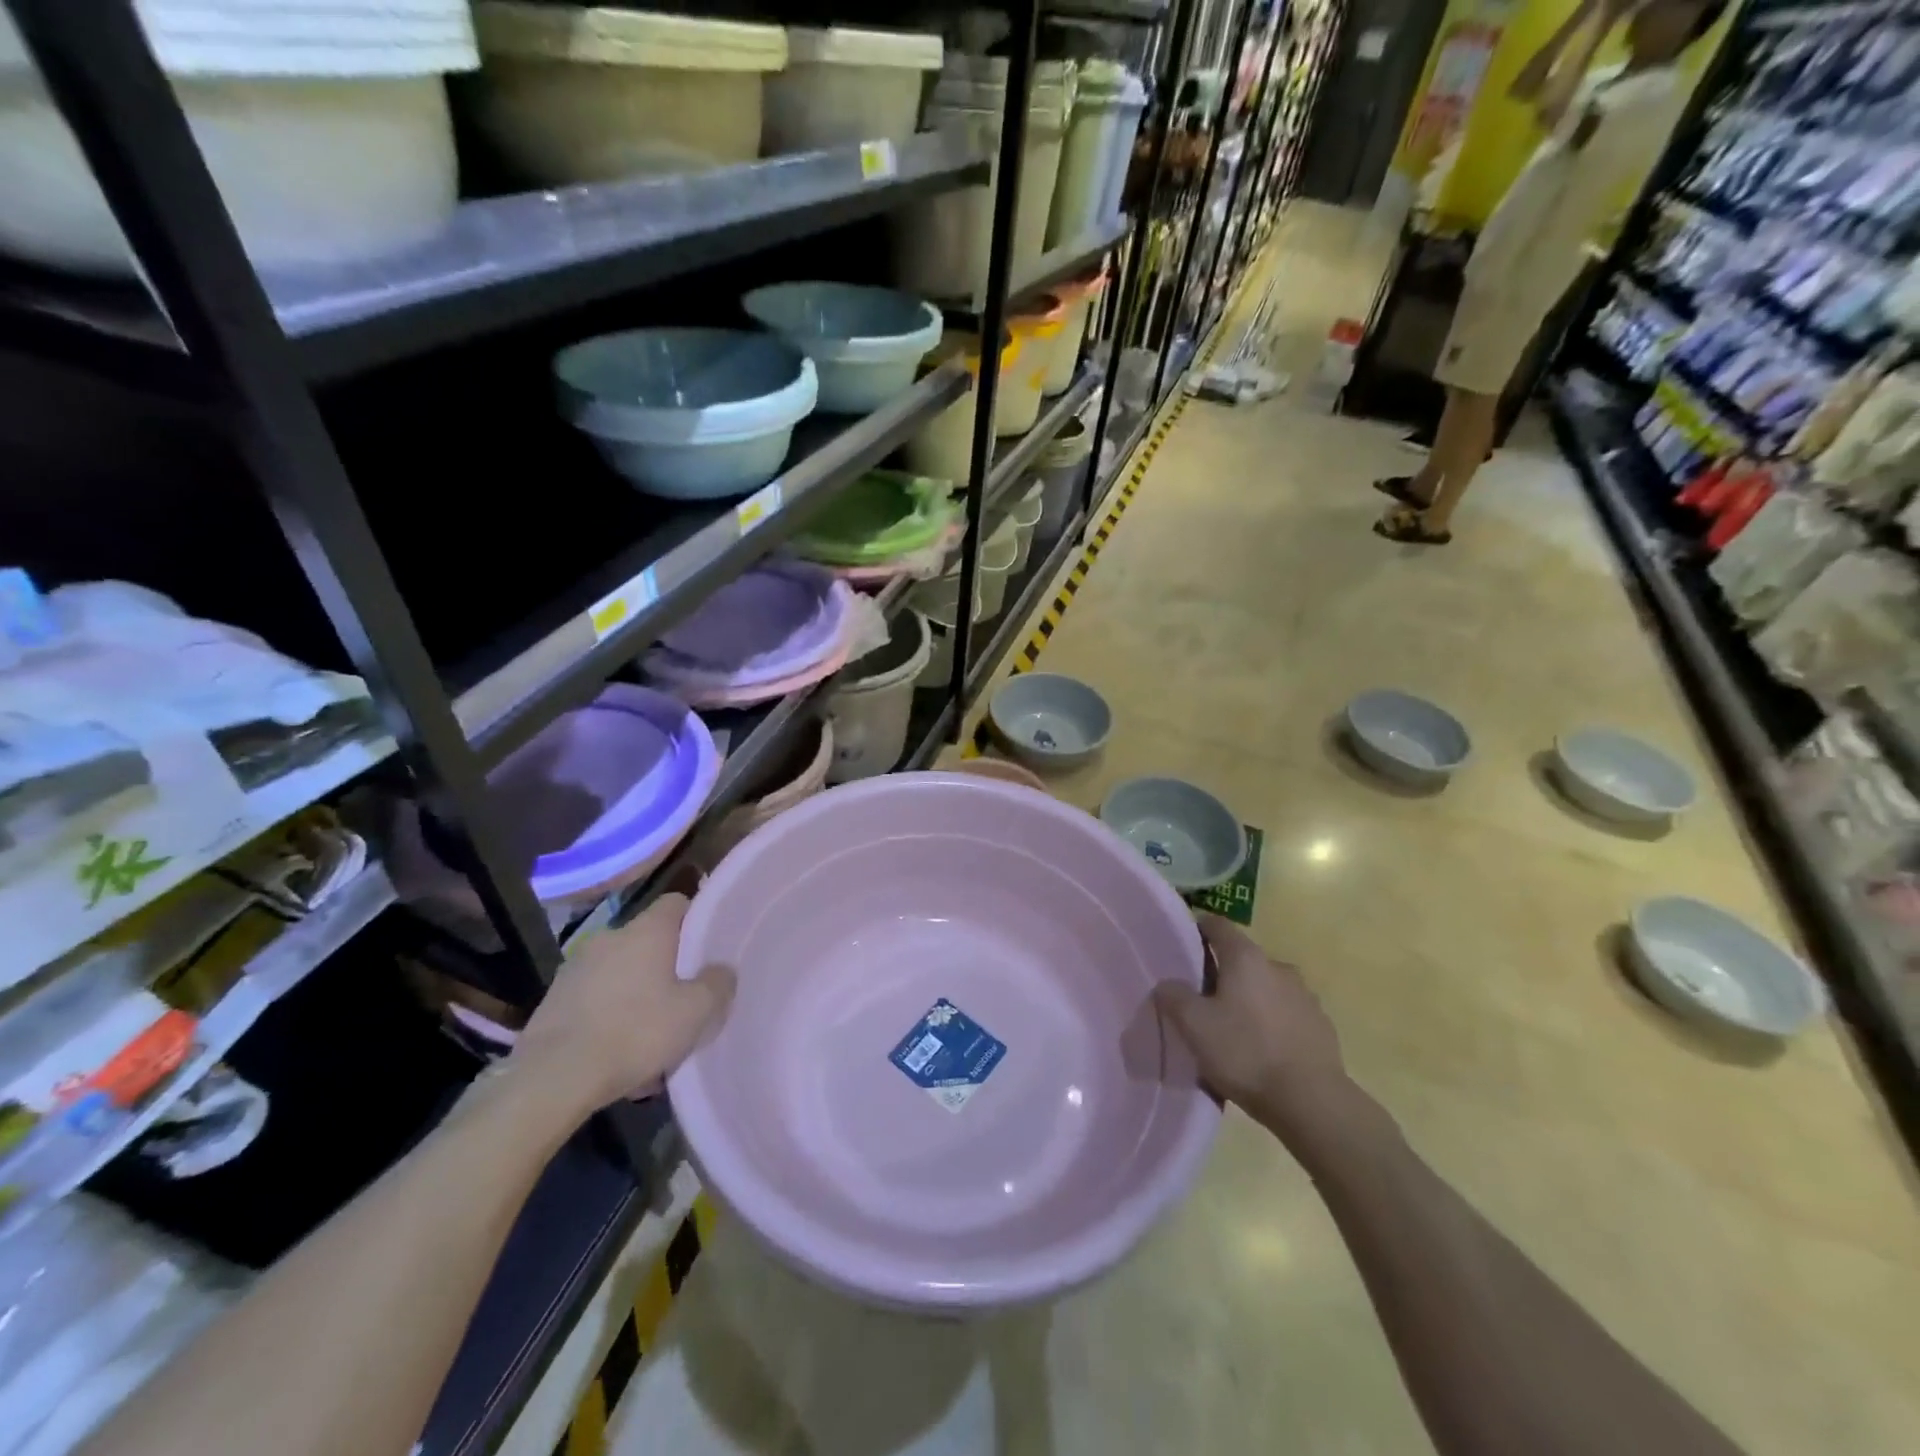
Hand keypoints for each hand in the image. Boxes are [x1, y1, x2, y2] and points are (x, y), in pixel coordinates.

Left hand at [510, 894, 733, 1112]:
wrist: (553, 1078)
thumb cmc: (635, 1032)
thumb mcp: (696, 1012)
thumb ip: (717, 983)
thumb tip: (721, 969)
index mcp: (646, 930)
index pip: (677, 903)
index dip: (695, 920)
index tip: (707, 948)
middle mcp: (610, 937)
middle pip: (648, 941)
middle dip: (666, 966)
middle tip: (684, 999)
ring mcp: (576, 968)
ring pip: (621, 973)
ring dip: (637, 994)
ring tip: (651, 1036)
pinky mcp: (553, 1001)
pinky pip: (595, 1000)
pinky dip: (610, 1017)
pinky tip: (619, 1054)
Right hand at [1152, 916, 1350, 1141]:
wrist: (1312, 1102)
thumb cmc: (1245, 1052)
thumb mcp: (1193, 1025)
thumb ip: (1174, 996)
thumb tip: (1168, 984)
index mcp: (1246, 958)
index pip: (1218, 925)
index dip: (1198, 929)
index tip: (1183, 945)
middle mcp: (1278, 967)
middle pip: (1243, 958)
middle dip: (1223, 972)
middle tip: (1202, 999)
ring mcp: (1305, 996)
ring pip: (1266, 987)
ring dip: (1250, 999)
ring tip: (1233, 1029)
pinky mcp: (1321, 1026)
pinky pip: (1287, 1014)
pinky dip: (1272, 1022)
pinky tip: (1262, 1050)